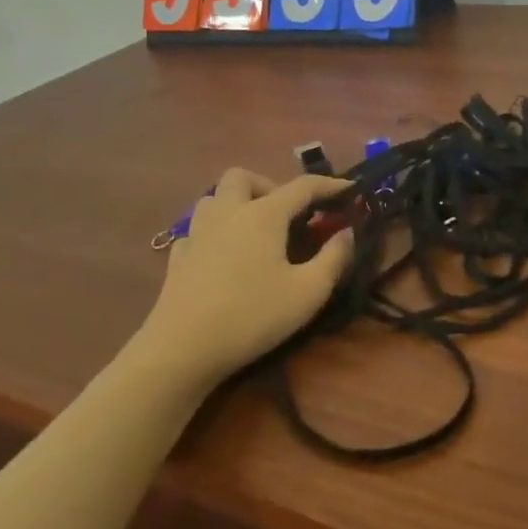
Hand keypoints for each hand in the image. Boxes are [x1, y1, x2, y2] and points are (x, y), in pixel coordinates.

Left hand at [137, 168, 354, 387]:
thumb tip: (346, 232)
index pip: (303, 186)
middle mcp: (228, 213)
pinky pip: (196, 231)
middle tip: (287, 214)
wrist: (180, 351)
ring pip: (213, 198)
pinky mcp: (177, 259)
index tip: (350, 189)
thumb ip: (334, 258)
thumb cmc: (251, 316)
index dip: (330, 185)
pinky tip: (223, 257)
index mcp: (263, 214)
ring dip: (236, 204)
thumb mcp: (308, 292)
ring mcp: (197, 234)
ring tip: (255, 232)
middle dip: (268, 185)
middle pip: (242, 176)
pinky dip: (214, 234)